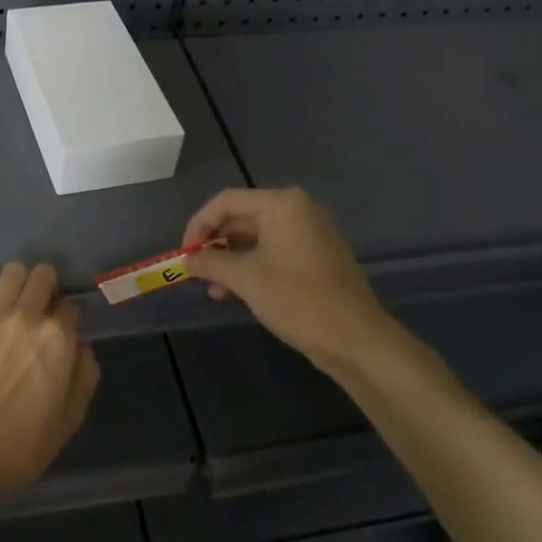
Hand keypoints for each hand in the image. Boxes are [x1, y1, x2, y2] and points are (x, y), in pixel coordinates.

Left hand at [0, 262, 99, 519]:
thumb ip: (84, 375)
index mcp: (59, 339)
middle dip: (46, 288)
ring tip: (11, 306)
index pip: (71, 308)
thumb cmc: (22, 447)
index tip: (60, 335)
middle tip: (38, 311)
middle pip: (43, 275)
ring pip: (12, 271)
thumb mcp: (70, 419)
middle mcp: (28, 317)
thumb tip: (81, 346)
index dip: (67, 321)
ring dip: (17, 285)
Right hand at [182, 187, 399, 374]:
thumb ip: (210, 263)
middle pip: (241, 218)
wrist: (356, 339)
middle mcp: (298, 210)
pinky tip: (235, 293)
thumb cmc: (297, 300)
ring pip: (257, 238)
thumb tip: (187, 260)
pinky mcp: (316, 256)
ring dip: (231, 260)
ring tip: (213, 289)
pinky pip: (274, 252)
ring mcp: (310, 233)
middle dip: (215, 245)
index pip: (226, 202)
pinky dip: (252, 267)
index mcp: (282, 204)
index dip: (198, 225)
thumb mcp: (245, 279)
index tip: (184, 254)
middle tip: (195, 271)